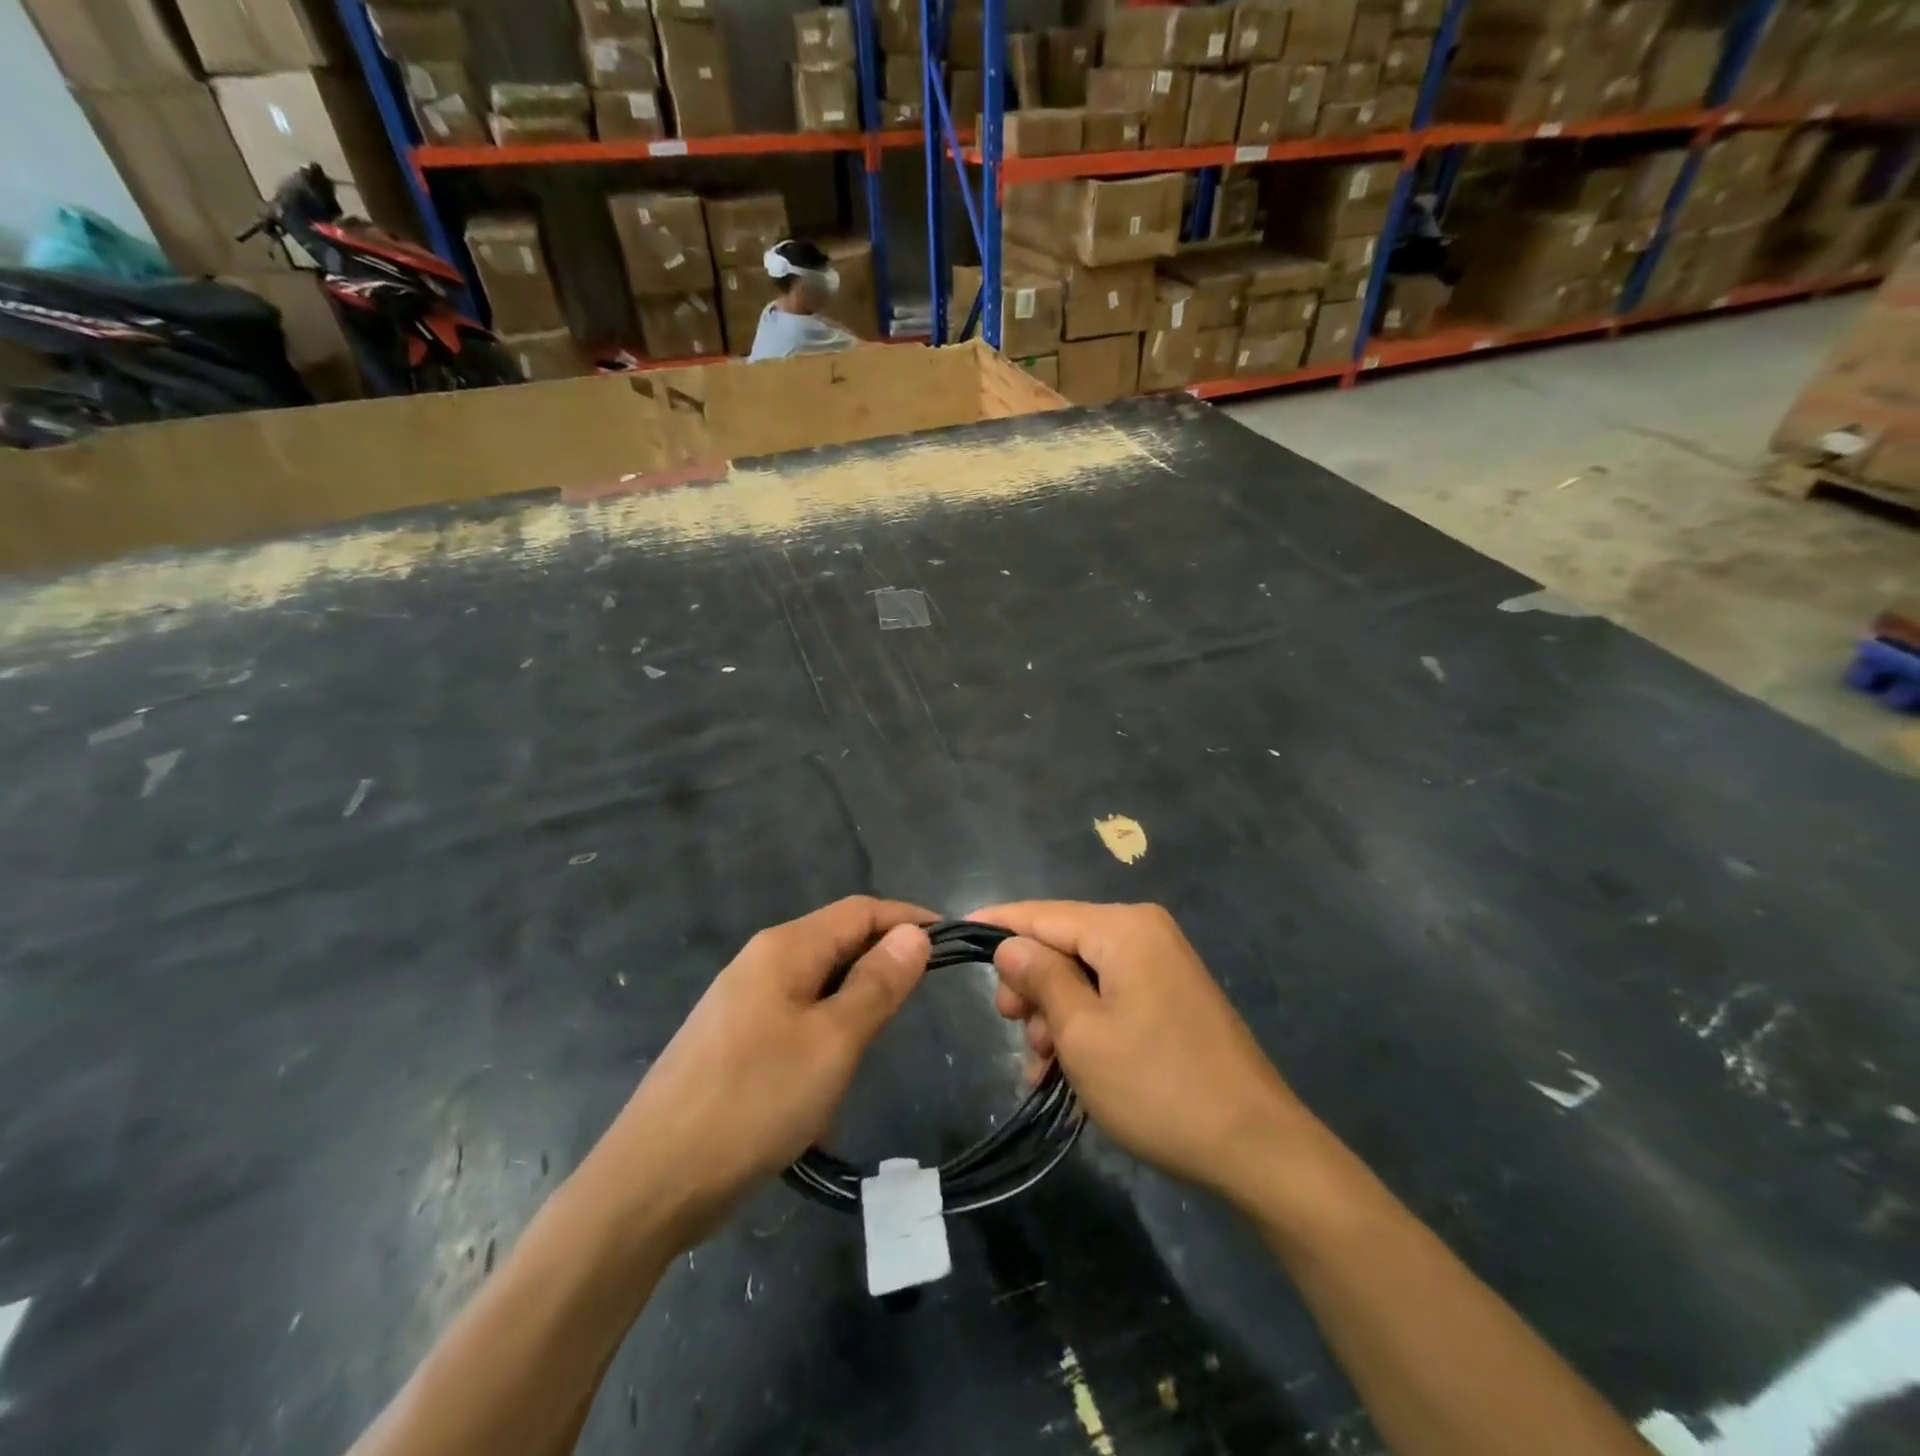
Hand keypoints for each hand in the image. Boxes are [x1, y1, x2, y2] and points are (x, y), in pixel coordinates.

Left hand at [596, 897, 932, 1246]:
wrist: (650, 1184)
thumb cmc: (752, 1102)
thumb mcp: (832, 1042)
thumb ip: (877, 984)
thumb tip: (914, 933)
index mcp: (784, 949)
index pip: (859, 911)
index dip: (907, 918)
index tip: (952, 941)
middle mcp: (759, 963)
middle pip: (836, 943)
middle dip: (881, 963)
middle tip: (922, 998)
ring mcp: (740, 1004)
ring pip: (816, 986)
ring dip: (853, 1006)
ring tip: (879, 1044)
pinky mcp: (730, 1043)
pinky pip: (793, 1021)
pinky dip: (824, 1036)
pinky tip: (828, 1084)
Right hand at [970, 901, 1308, 1201]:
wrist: (1256, 1146)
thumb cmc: (1158, 1085)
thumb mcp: (1083, 1034)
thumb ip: (1041, 979)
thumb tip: (1010, 945)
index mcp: (1123, 928)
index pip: (1044, 914)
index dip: (999, 925)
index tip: (958, 932)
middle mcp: (1144, 932)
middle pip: (1063, 944)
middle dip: (1032, 986)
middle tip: (1015, 1031)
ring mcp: (1162, 964)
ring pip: (1084, 975)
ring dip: (1055, 1015)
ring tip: (1042, 1068)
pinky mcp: (1171, 996)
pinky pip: (1110, 995)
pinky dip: (1084, 1024)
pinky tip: (1066, 1070)